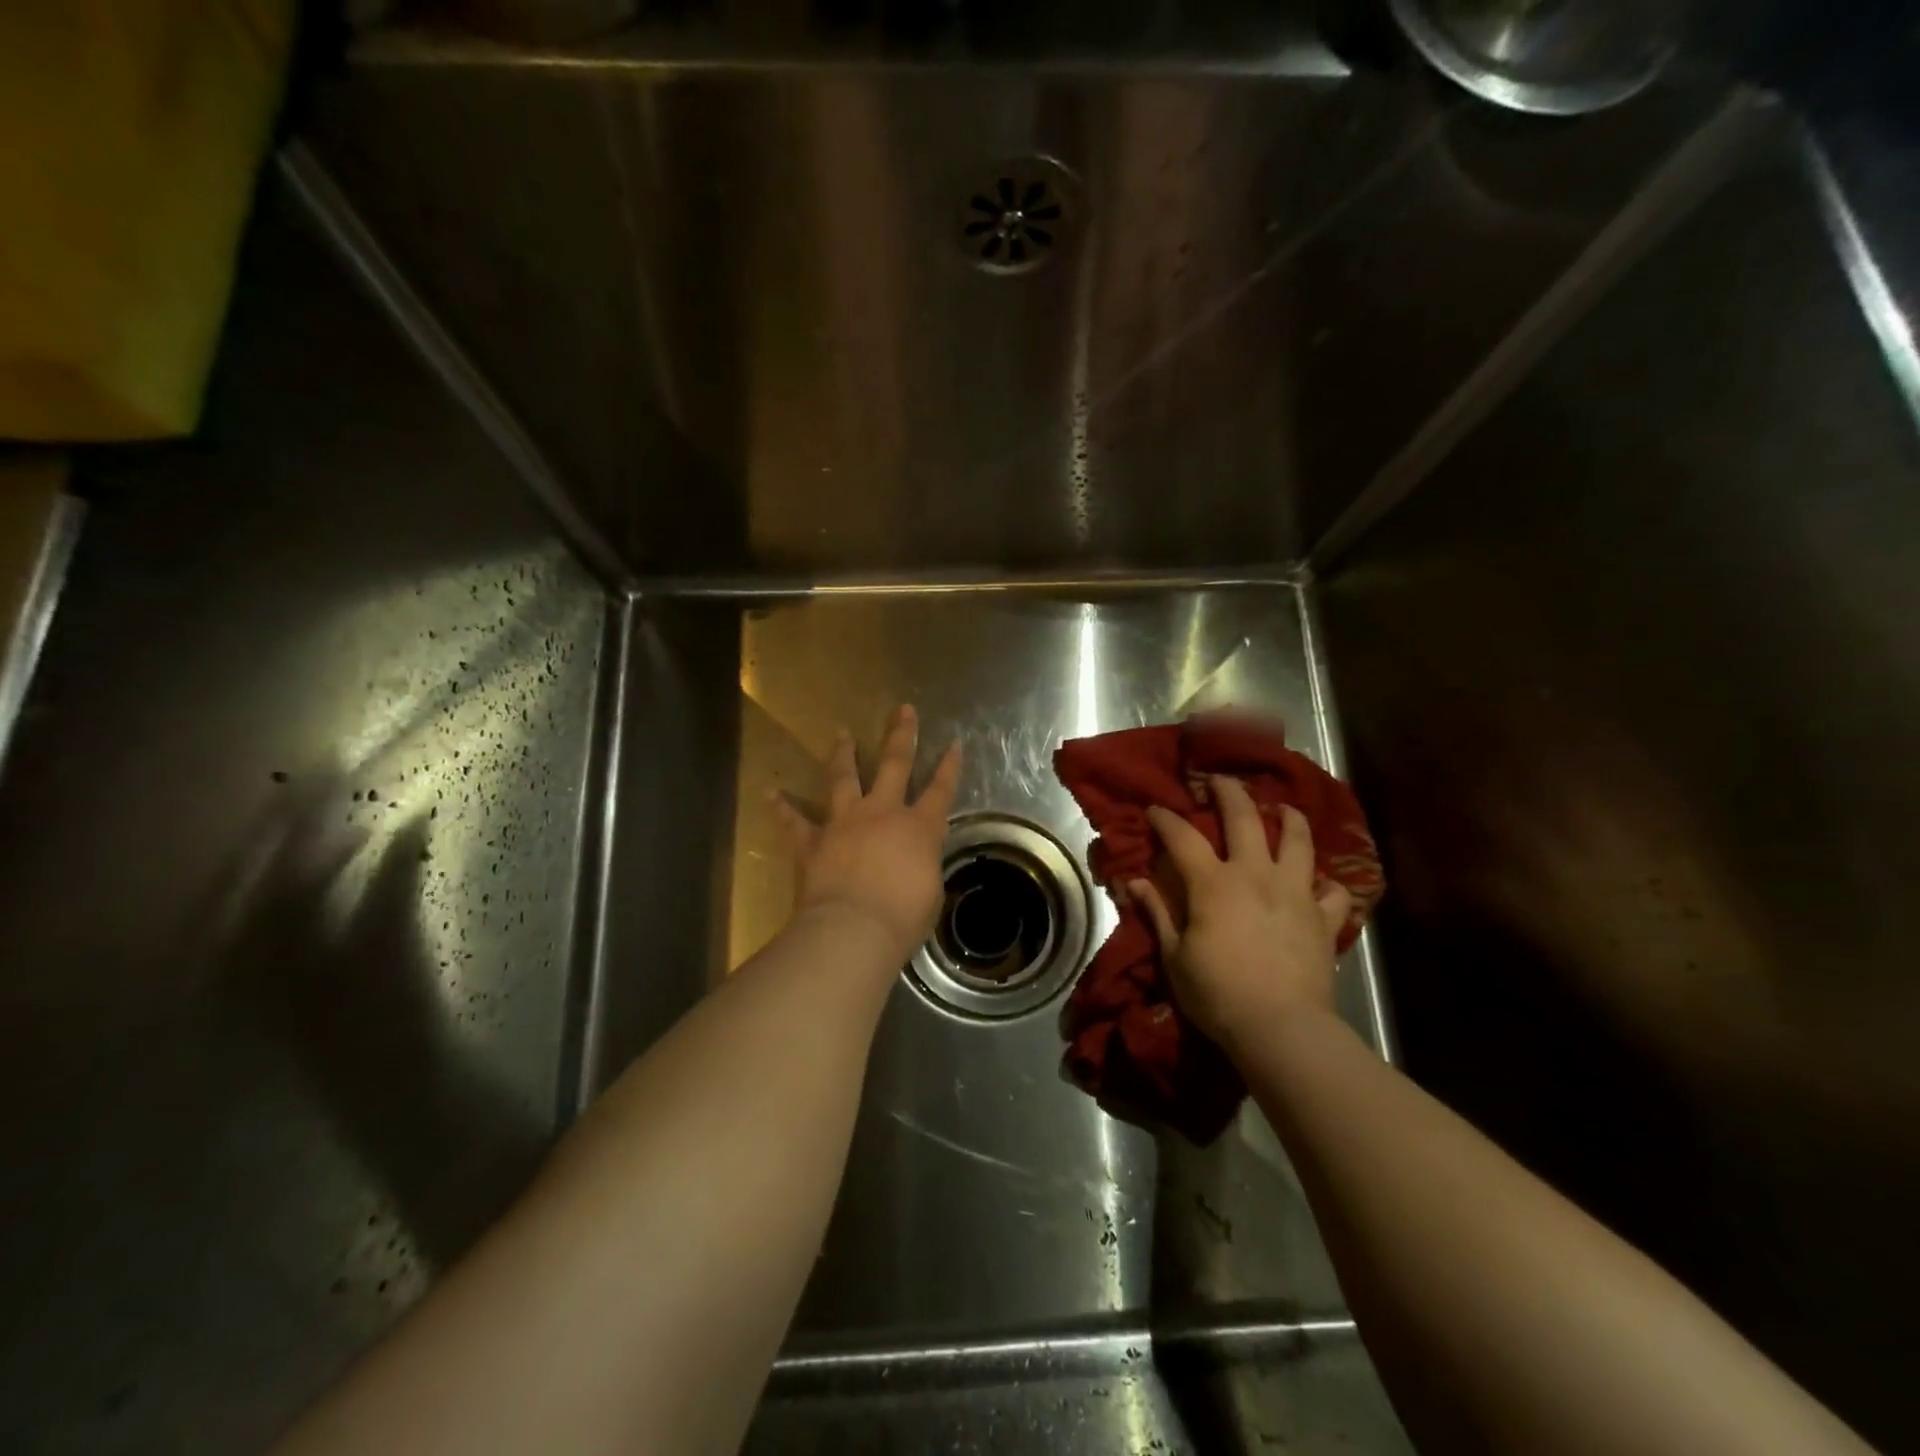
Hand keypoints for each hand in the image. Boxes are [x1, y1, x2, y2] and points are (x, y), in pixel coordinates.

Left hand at [774, 705, 960, 963]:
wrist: (853, 929)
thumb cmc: (903, 918)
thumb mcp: (930, 893)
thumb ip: (923, 867)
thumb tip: (917, 862)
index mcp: (919, 828)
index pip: (941, 790)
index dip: (950, 766)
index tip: (954, 742)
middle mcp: (883, 813)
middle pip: (895, 765)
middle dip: (901, 736)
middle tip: (903, 710)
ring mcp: (845, 822)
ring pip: (844, 778)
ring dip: (843, 754)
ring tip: (841, 733)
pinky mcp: (813, 841)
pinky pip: (795, 821)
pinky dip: (782, 807)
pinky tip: (771, 793)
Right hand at [1129, 776, 1352, 1056]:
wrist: (1281, 1028)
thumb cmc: (1217, 993)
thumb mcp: (1174, 956)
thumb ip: (1157, 913)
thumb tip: (1135, 882)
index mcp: (1214, 883)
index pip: (1183, 837)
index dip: (1166, 818)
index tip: (1155, 808)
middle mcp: (1256, 874)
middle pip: (1244, 817)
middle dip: (1229, 791)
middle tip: (1219, 780)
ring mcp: (1295, 893)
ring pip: (1298, 840)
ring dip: (1289, 818)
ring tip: (1283, 808)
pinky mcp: (1323, 918)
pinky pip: (1333, 891)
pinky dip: (1326, 883)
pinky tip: (1318, 884)